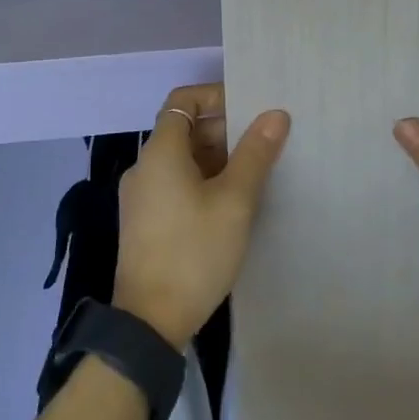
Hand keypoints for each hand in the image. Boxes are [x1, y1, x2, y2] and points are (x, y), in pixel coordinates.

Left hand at [114, 84, 290, 346]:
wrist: (149, 323)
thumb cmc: (193, 251)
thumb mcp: (234, 200)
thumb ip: (255, 153)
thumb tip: (276, 114)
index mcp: (160, 152)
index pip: (184, 99)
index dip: (216, 95)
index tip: (249, 107)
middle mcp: (145, 167)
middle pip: (184, 129)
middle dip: (224, 129)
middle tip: (263, 142)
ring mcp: (142, 197)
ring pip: (182, 159)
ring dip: (217, 157)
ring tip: (255, 172)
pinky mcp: (146, 222)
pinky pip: (176, 184)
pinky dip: (203, 180)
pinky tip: (232, 203)